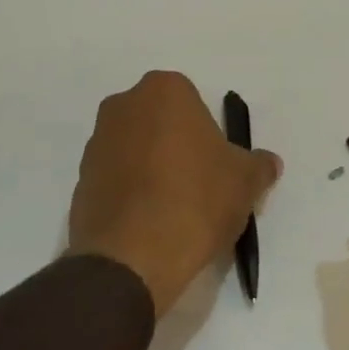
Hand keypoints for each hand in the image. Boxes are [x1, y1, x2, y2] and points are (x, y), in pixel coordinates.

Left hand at [68, 72, 281, 314]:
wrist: (132, 258)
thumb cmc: (196, 200)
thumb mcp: (245, 181)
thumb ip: (259, 165)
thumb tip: (268, 163)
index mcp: (165, 91)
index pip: (192, 102)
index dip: (208, 133)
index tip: (217, 165)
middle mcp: (124, 106)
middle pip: (160, 122)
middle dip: (177, 146)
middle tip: (199, 184)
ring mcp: (96, 144)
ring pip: (136, 149)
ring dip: (152, 169)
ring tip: (174, 210)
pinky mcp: (80, 182)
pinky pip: (116, 179)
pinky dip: (132, 194)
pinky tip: (150, 224)